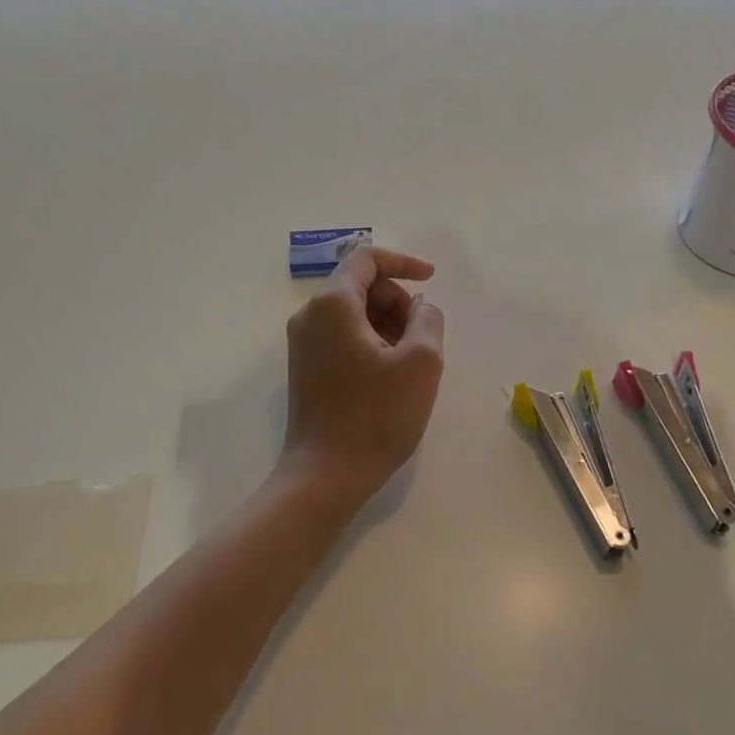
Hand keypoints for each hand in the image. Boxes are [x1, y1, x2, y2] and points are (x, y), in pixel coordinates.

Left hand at [280, 246, 446, 504]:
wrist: (325, 475)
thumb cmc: (376, 416)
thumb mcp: (421, 363)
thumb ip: (428, 319)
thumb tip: (420, 307)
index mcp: (332, 305)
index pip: (366, 259)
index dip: (403, 262)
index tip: (431, 279)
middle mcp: (310, 316)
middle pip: (359, 286)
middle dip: (397, 301)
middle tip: (423, 337)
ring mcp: (303, 344)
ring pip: (352, 313)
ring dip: (387, 324)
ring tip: (410, 362)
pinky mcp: (305, 369)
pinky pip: (342, 337)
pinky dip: (371, 342)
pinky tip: (390, 375)